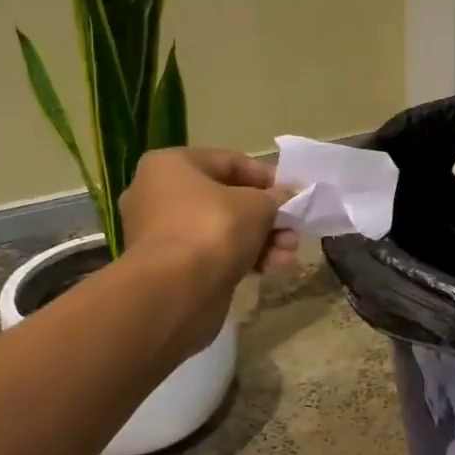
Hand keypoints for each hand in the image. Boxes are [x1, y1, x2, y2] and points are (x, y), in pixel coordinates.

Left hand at [119, 147, 296, 349]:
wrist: (177, 292)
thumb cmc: (213, 229)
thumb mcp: (256, 205)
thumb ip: (276, 197)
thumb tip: (287, 196)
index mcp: (171, 166)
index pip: (229, 162)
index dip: (266, 177)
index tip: (294, 194)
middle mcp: (160, 195)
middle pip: (228, 199)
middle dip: (267, 216)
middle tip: (293, 229)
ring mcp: (165, 234)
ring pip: (225, 230)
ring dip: (262, 240)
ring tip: (288, 254)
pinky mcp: (174, 267)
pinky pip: (216, 254)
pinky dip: (244, 258)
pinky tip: (271, 269)